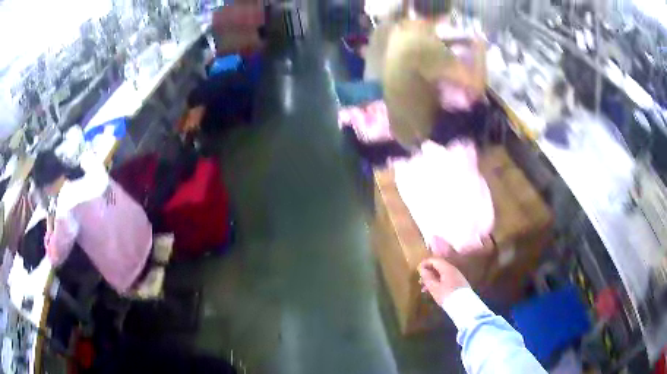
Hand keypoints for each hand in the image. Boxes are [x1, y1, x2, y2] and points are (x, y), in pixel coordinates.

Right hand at [418, 257, 469, 305]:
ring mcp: (457, 276)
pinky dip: (439, 282)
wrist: (464, 306)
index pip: (435, 260)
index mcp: (447, 268)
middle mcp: (453, 269)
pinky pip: (446, 279)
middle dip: (428, 272)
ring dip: (433, 279)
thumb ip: (427, 277)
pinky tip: (434, 291)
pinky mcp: (459, 283)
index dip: (425, 262)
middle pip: (439, 267)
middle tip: (420, 281)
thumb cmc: (447, 295)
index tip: (417, 270)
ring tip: (424, 289)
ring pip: (442, 274)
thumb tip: (422, 269)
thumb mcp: (434, 287)